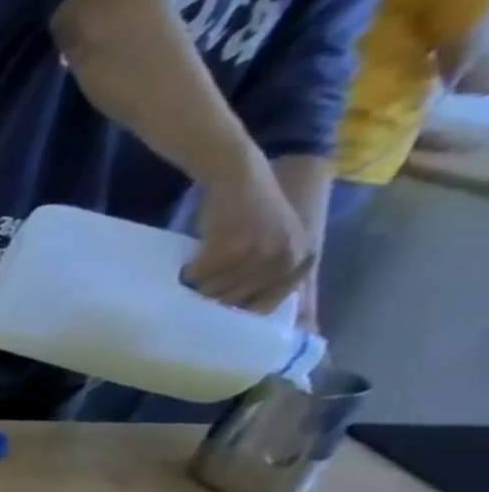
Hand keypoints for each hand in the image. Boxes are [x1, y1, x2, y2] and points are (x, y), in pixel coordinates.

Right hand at [186, 152, 315, 313]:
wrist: (242, 176)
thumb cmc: (250, 214)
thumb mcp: (274, 246)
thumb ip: (269, 274)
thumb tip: (243, 315)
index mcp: (301, 262)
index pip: (262, 308)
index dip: (234, 309)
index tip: (216, 305)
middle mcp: (287, 259)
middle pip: (233, 302)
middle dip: (212, 294)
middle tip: (205, 280)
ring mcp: (262, 253)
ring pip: (214, 291)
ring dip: (199, 283)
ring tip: (200, 267)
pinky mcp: (234, 247)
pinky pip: (199, 275)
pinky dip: (189, 270)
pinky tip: (193, 258)